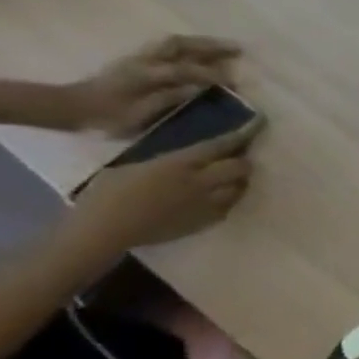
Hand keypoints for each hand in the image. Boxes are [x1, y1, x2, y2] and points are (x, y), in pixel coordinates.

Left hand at [64, 35, 240, 135]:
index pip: (186, 70)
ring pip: (172, 43)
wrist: (70, 107)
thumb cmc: (106, 117)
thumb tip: (200, 89)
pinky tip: (199, 53)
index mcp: (145, 75)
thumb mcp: (138, 115)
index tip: (235, 81)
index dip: (212, 74)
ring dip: (199, 43)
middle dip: (210, 46)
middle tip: (238, 49)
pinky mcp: (136, 60)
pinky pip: (166, 48)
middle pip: (180, 45)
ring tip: (223, 48)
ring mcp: (138, 58)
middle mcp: (143, 61)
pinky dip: (187, 47)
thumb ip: (168, 99)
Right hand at [72, 120, 262, 252]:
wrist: (107, 229)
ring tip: (231, 179)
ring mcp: (207, 203)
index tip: (251, 130)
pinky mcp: (207, 221)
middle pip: (239, 168)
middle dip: (242, 162)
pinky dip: (228, 200)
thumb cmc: (107, 194)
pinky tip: (220, 198)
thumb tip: (178, 160)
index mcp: (178, 163)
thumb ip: (163, 162)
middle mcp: (199, 181)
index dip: (237, 138)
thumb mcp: (133, 166)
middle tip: (237, 160)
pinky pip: (228, 207)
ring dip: (238, 181)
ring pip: (239, 188)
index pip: (217, 146)